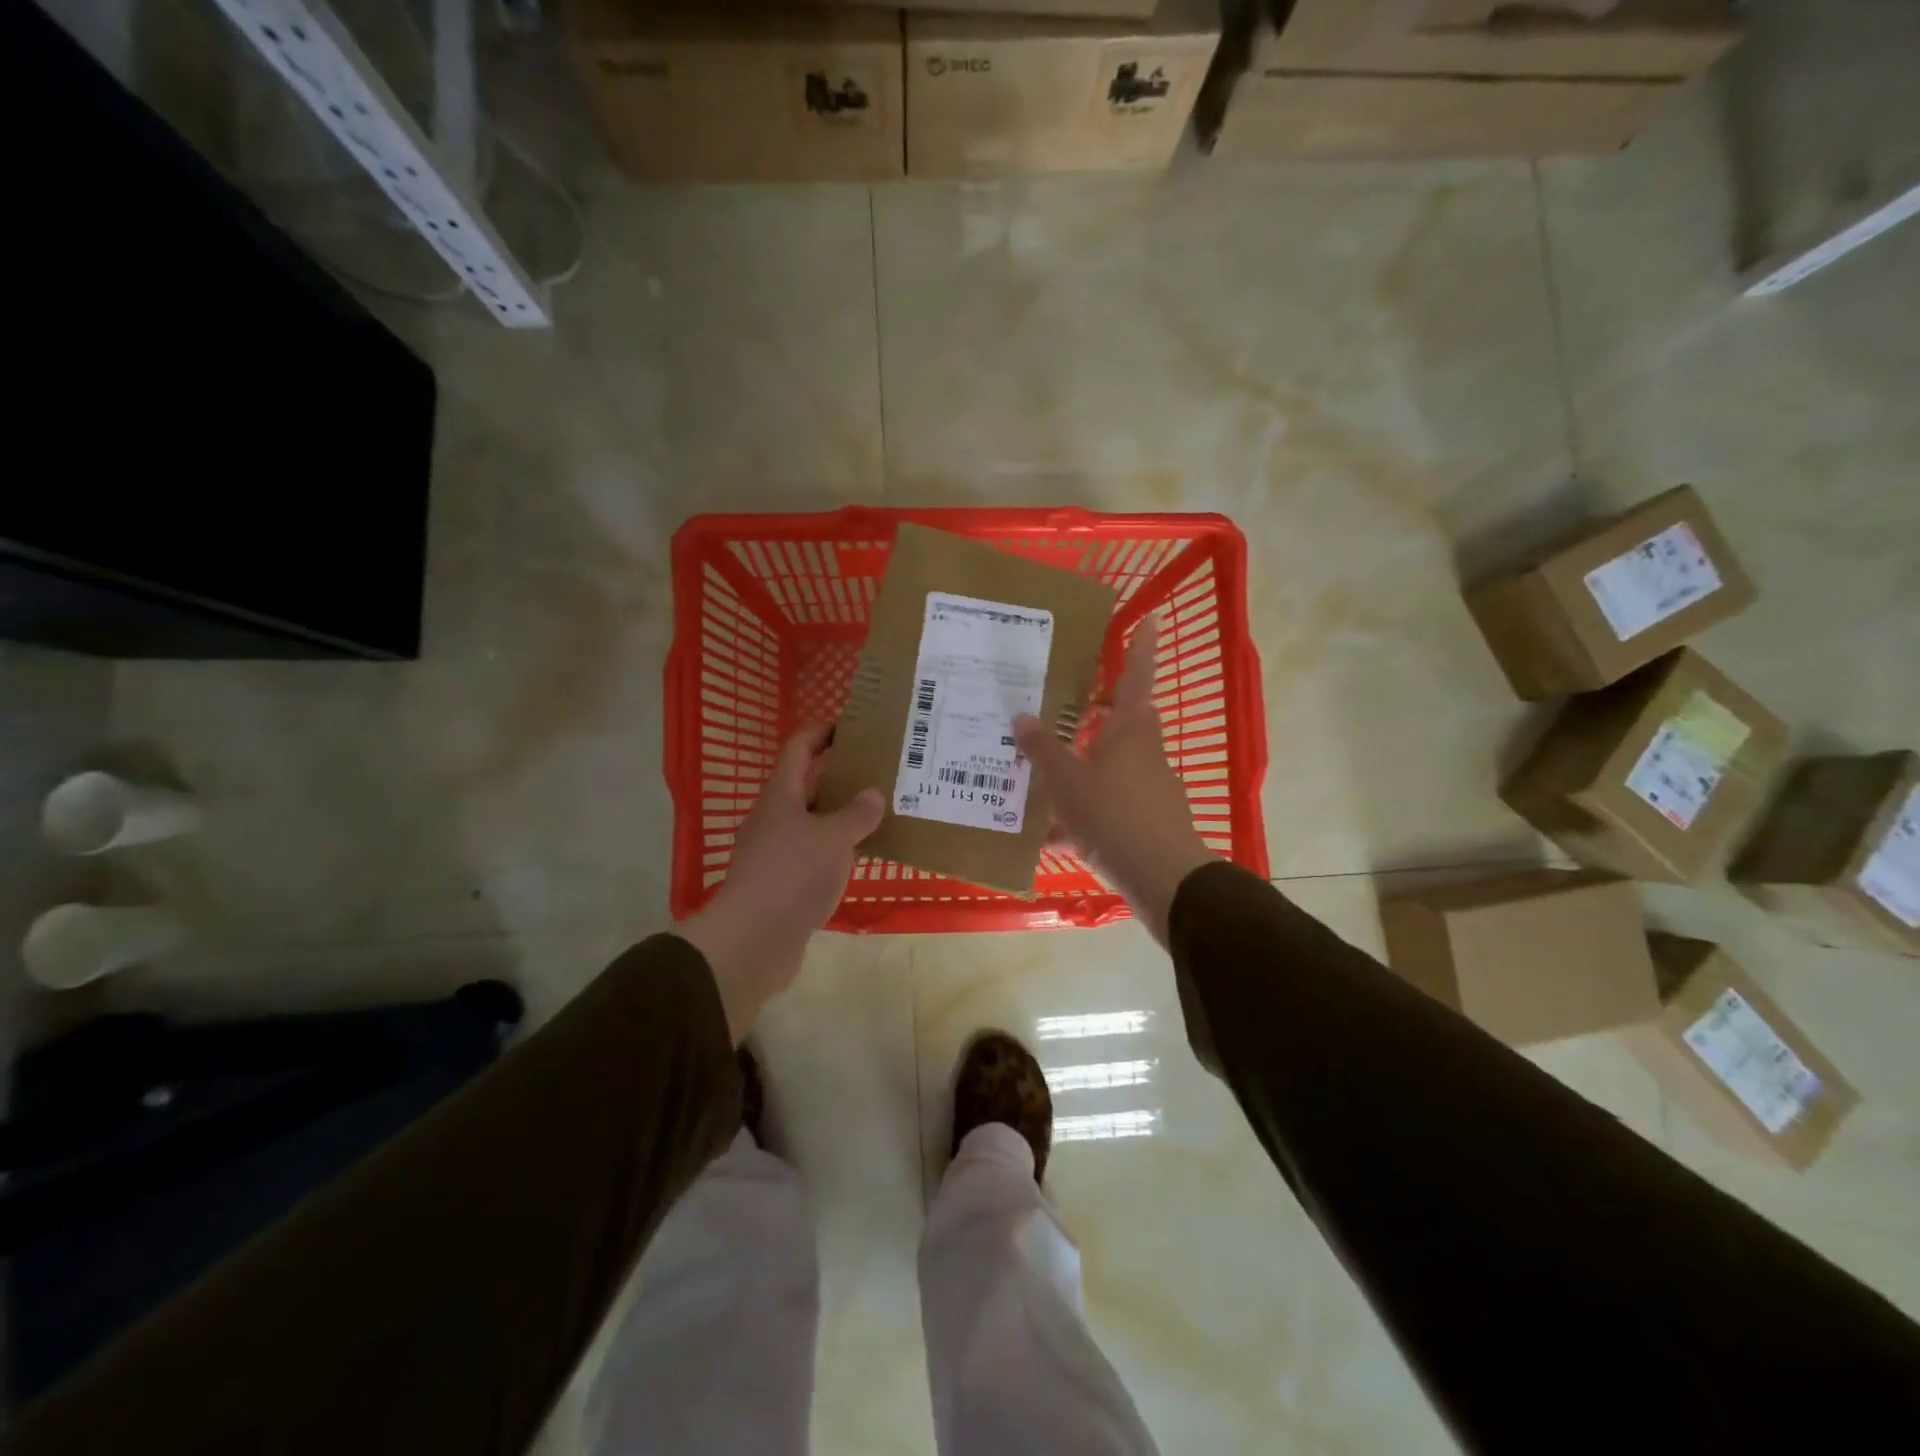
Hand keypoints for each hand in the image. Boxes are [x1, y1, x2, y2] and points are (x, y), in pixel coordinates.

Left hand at [677, 724, 884, 1042]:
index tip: (852, 724)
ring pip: (815, 820)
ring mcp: (778, 851)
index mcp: (781, 795)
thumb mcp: (833, 839)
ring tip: (882, 807)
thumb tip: (872, 794)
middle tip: (879, 767)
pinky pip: (817, 853)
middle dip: (840, 772)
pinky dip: (840, 847)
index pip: (799, 747)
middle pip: (808, 783)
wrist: (754, 940)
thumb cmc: (792, 875)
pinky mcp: (785, 882)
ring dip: (843, 813)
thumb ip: (856, 814)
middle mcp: (776, 817)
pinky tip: (866, 854)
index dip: (822, 731)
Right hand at [1015, 618, 1215, 944]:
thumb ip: (1042, 749)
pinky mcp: (1151, 820)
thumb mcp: (1066, 781)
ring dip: (1087, 765)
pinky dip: (1087, 810)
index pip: (1137, 674)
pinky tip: (1055, 834)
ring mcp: (1152, 787)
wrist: (1162, 878)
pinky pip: (1113, 803)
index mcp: (1130, 729)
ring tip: (1045, 776)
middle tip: (1070, 707)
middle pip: (1126, 719)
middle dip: (1102, 711)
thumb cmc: (1112, 815)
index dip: (1142, 646)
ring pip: (1115, 764)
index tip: (1151, 618)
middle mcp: (1146, 751)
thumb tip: (1021, 716)